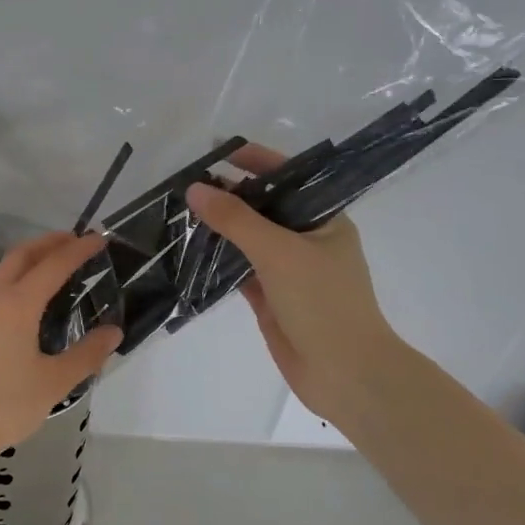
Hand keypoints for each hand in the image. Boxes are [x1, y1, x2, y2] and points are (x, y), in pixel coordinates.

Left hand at [0, 231, 122, 479]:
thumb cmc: (5, 407)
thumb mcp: (54, 383)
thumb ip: (87, 354)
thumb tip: (114, 331)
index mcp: (17, 305)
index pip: (54, 265)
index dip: (79, 249)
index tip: (99, 239)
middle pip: (21, 256)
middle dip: (49, 243)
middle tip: (74, 241)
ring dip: (22, 256)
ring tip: (42, 263)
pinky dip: (3, 275)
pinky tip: (10, 296)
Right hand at [185, 147, 400, 422]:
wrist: (345, 373)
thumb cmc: (323, 302)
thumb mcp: (279, 252)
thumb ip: (236, 219)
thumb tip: (194, 188)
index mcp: (324, 217)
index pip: (288, 176)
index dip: (254, 160)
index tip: (216, 151)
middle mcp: (307, 237)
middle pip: (263, 206)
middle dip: (229, 193)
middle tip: (186, 181)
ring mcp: (287, 268)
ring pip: (248, 238)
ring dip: (219, 226)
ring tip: (179, 210)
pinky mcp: (270, 295)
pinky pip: (239, 267)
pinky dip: (217, 258)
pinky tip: (188, 248)